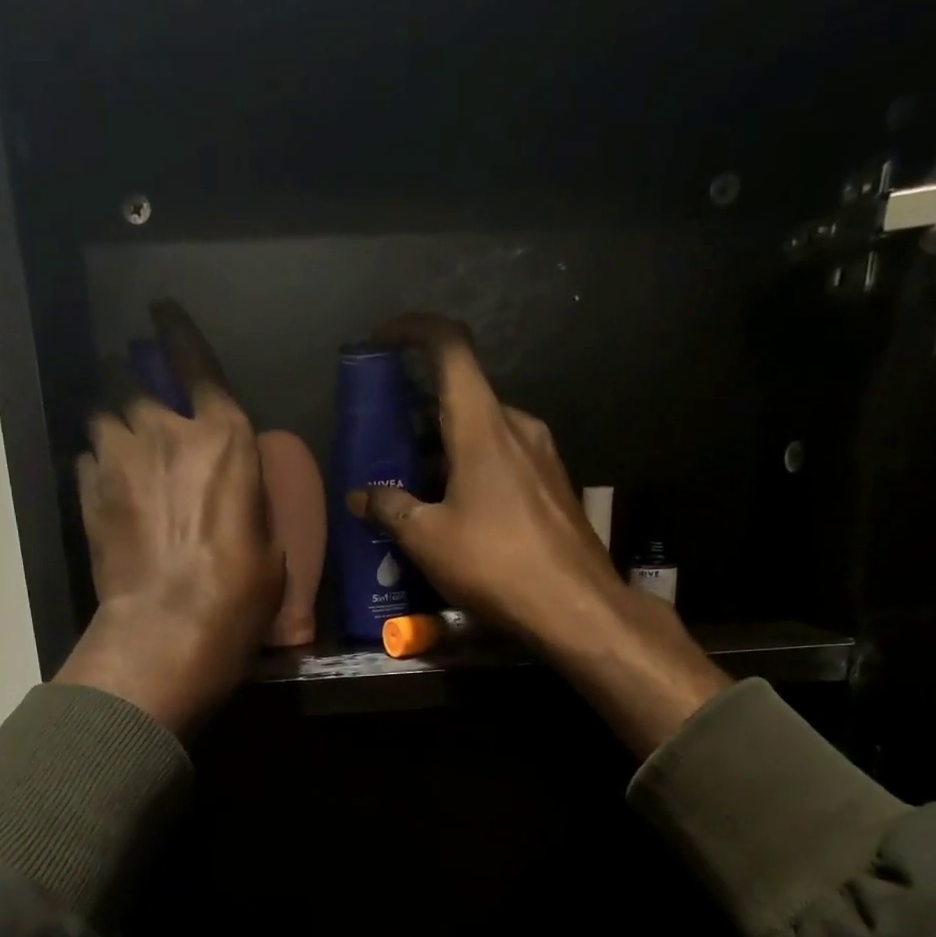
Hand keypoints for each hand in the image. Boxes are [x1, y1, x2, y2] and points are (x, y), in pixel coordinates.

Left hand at [54, 302, 282, 734]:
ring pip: (102, 413)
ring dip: (111, 418)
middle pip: (134, 380)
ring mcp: (120, 460)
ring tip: (118, 436)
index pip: (197, 363)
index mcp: (224, 439)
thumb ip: (248, 497)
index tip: (160, 308)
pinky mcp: (89, 493)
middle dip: (134, 378)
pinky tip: (106, 480)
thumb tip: (233, 486)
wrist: (172, 626)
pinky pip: (87, 456)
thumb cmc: (241, 591)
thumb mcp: (270, 543)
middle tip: (137, 390)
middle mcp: (167, 433)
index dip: (178, 331)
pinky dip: (97, 459)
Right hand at [347, 313, 728, 753]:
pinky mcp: (553, 486)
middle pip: (461, 399)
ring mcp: (542, 456)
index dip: (413, 330)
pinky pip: (503, 462)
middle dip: (418, 419)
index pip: (449, 347)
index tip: (383, 341)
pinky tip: (454, 516)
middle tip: (386, 451)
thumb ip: (390, 509)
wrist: (574, 606)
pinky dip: (471, 473)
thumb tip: (361, 496)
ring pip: (482, 435)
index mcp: (483, 425)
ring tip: (412, 494)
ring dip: (443, 453)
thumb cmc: (494, 563)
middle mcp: (518, 427)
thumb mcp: (427, 539)